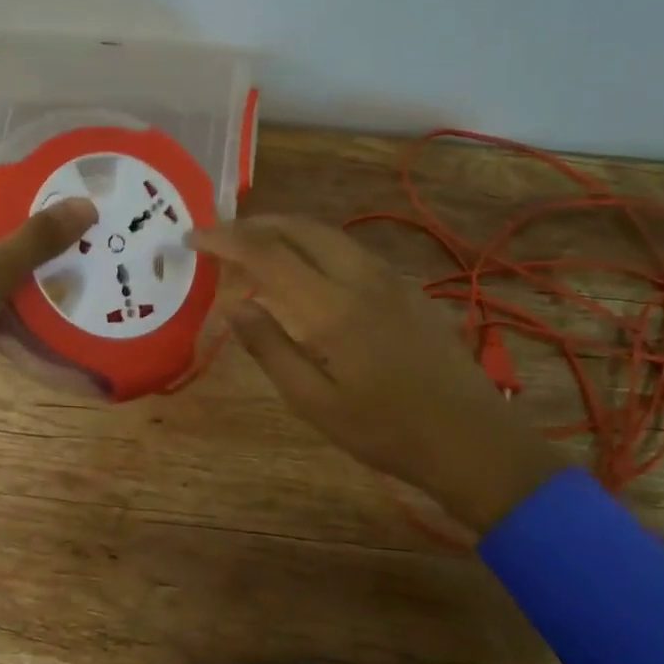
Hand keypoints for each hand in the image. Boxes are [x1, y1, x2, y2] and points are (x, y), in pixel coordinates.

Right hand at [188, 215, 564, 533]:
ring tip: (254, 246)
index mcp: (332, 307)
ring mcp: (389, 278)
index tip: (193, 237)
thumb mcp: (314, 403)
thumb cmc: (385, 431)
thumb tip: (236, 306)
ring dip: (285, 230)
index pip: (267, 254)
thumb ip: (270, 349)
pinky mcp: (406, 287)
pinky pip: (349, 249)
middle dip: (254, 223)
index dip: (226, 240)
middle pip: (299, 227)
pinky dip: (314, 245)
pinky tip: (305, 270)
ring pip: (327, 233)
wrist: (471, 439)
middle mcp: (361, 277)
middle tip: (219, 235)